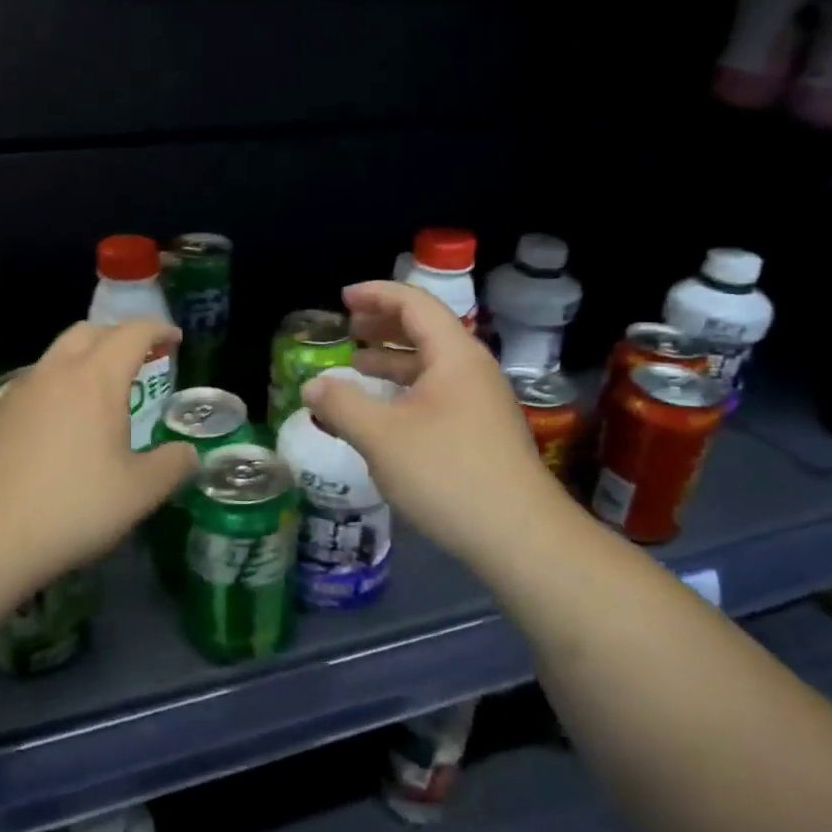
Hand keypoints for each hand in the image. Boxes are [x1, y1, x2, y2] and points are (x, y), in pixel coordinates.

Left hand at [0, 319, 195, 587]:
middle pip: (88, 331)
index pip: (132, 333)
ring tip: (98, 396)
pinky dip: (55, 387)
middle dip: (117, 336)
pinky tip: (58, 426)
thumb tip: (186, 453)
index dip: (158, 329)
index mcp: (96, 380)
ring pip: (56, 356)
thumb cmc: (72, 508)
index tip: (174, 339)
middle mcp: (55, 373)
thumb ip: (173, 466)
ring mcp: (18, 392)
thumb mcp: (140, 493)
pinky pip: (33, 384)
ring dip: (83, 360)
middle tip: (138, 361)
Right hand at [302, 281, 574, 574]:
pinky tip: (384, 412)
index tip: (343, 299)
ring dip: (393, 358)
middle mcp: (472, 370)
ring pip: (431, 365)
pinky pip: (437, 392)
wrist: (519, 537)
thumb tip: (312, 385)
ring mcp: (481, 402)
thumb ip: (342, 404)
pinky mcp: (481, 432)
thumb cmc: (447, 474)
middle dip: (383, 324)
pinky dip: (405, 388)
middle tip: (349, 327)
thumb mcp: (381, 437)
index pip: (414, 304)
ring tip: (357, 364)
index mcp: (454, 356)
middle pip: (426, 329)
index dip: (376, 294)